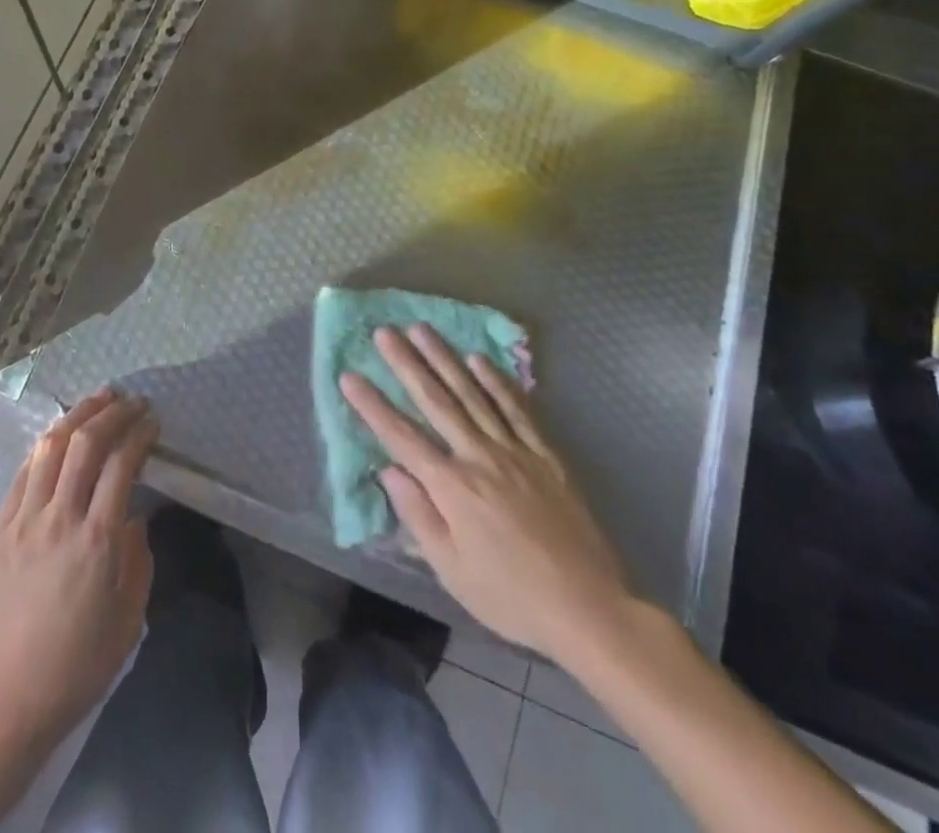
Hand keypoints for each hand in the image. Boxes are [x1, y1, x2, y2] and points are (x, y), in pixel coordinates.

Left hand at [0, 387, 158, 762]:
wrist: (1, 705)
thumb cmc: (74, 669)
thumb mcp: (128, 623)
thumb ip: (138, 562)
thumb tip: (133, 519)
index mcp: (97, 541)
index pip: (122, 464)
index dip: (139, 433)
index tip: (152, 420)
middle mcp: (59, 519)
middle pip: (84, 443)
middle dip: (111, 412)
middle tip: (130, 400)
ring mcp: (22, 521)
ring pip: (48, 448)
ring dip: (76, 416)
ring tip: (96, 399)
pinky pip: (23, 475)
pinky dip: (44, 447)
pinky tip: (56, 438)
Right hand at [341, 326, 634, 664]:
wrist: (589, 608)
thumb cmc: (511, 596)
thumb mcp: (452, 571)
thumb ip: (418, 516)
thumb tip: (388, 471)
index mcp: (452, 487)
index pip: (401, 437)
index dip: (372, 406)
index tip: (349, 376)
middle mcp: (479, 457)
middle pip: (436, 401)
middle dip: (406, 364)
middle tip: (384, 332)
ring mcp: (515, 451)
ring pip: (472, 394)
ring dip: (445, 359)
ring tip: (423, 329)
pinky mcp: (545, 455)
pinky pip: (516, 409)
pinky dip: (496, 381)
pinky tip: (479, 360)